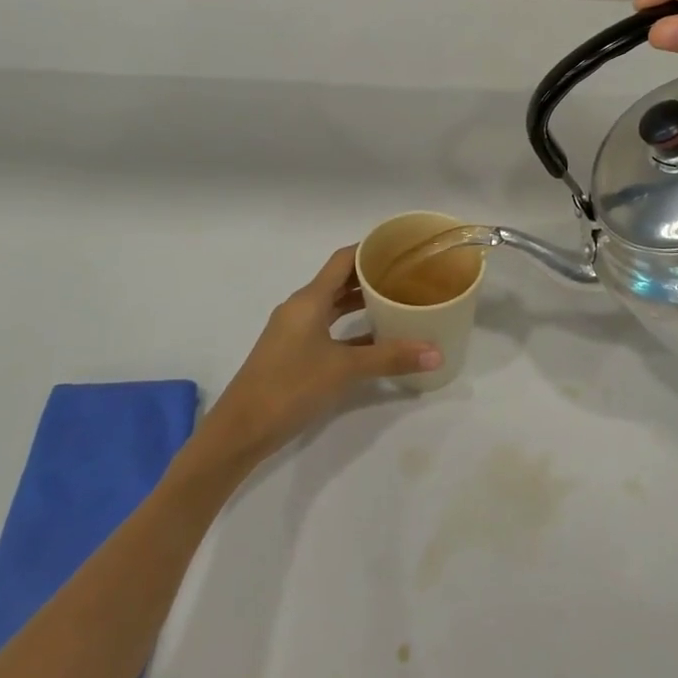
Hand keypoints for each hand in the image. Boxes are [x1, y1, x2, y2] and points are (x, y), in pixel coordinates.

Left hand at [202, 246, 441, 461]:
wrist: (240, 430)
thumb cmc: (290, 386)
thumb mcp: (344, 370)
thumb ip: (390, 358)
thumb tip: (437, 353)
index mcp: (309, 300)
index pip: (342, 260)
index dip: (369, 249)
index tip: (400, 247)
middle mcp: (300, 308)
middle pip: (339, 281)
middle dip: (371, 276)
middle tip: (408, 275)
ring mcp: (295, 332)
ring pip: (333, 306)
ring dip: (361, 303)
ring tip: (398, 301)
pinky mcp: (294, 353)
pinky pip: (328, 329)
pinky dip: (351, 329)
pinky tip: (377, 340)